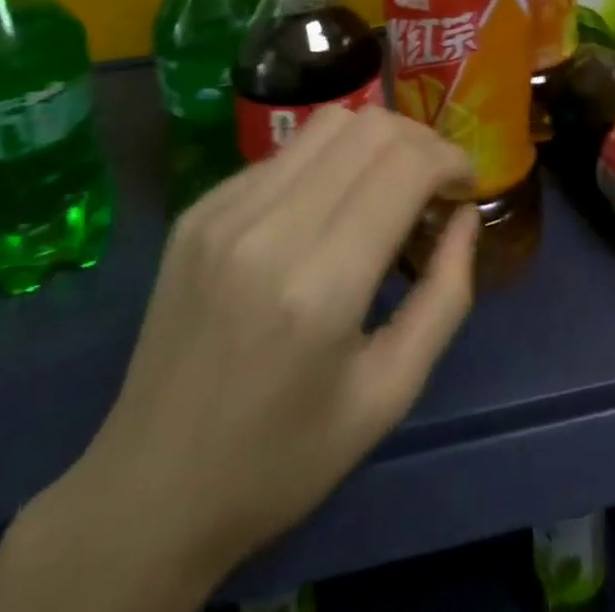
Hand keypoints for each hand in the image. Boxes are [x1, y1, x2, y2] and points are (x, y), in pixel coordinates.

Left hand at [0, 105, 476, 611]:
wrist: (149, 491)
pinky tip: (324, 213)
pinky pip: (283, 155)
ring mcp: (224, 211)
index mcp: (321, 285)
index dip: (451, 160)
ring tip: (385, 188)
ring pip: (326, 123)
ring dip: (375, 142)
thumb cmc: (283, 457)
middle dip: (421, 142)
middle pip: (370, 126)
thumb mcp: (389, 394)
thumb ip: (445, 296)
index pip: (406, 164)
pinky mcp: (198, 209)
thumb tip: (465, 216)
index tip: (465, 187)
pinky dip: (325, 165)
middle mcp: (269, 228)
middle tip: (433, 187)